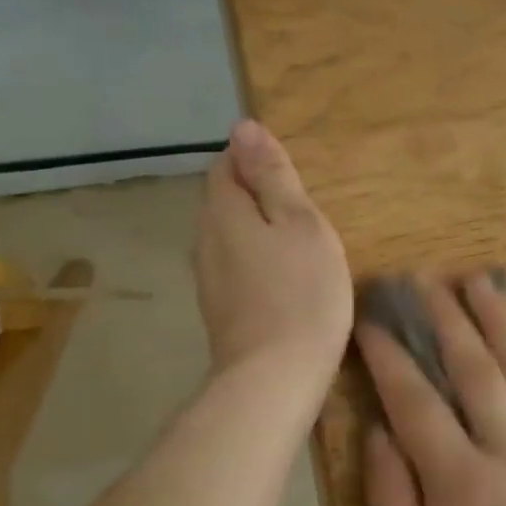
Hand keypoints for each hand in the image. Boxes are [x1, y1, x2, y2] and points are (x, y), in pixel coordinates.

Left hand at [195, 120, 351, 378]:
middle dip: (255, 195)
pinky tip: (282, 278)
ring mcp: (207, 278)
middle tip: (301, 209)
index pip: (225, 164)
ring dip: (256, 230)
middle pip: (223, 199)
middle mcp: (204, 239)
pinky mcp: (218, 308)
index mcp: (223, 211)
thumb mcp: (300, 224)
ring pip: (228, 235)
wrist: (274, 378)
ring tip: (296, 242)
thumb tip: (244, 128)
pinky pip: (233, 266)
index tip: (291, 177)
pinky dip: (255, 260)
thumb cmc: (301, 293)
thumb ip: (272, 176)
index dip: (254, 160)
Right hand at [357, 273, 505, 505]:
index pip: (416, 402)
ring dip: (498, 321)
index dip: (390, 356)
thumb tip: (377, 433)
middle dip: (446, 318)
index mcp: (461, 485)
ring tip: (479, 281)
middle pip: (474, 369)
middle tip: (424, 278)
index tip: (371, 320)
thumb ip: (392, 503)